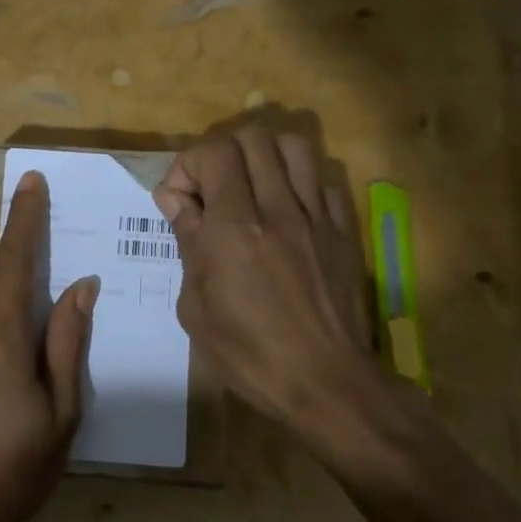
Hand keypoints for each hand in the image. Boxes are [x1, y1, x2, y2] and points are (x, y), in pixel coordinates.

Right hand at [155, 125, 421, 468]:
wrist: (326, 384)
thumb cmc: (249, 354)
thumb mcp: (195, 306)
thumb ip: (187, 241)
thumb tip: (176, 200)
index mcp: (234, 226)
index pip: (214, 152)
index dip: (188, 166)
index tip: (180, 202)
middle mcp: (277, 208)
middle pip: (253, 138)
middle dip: (222, 154)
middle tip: (212, 190)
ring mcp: (316, 217)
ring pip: (294, 146)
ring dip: (264, 157)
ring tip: (251, 188)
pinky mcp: (344, 231)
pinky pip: (324, 181)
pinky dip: (300, 182)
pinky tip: (288, 210)